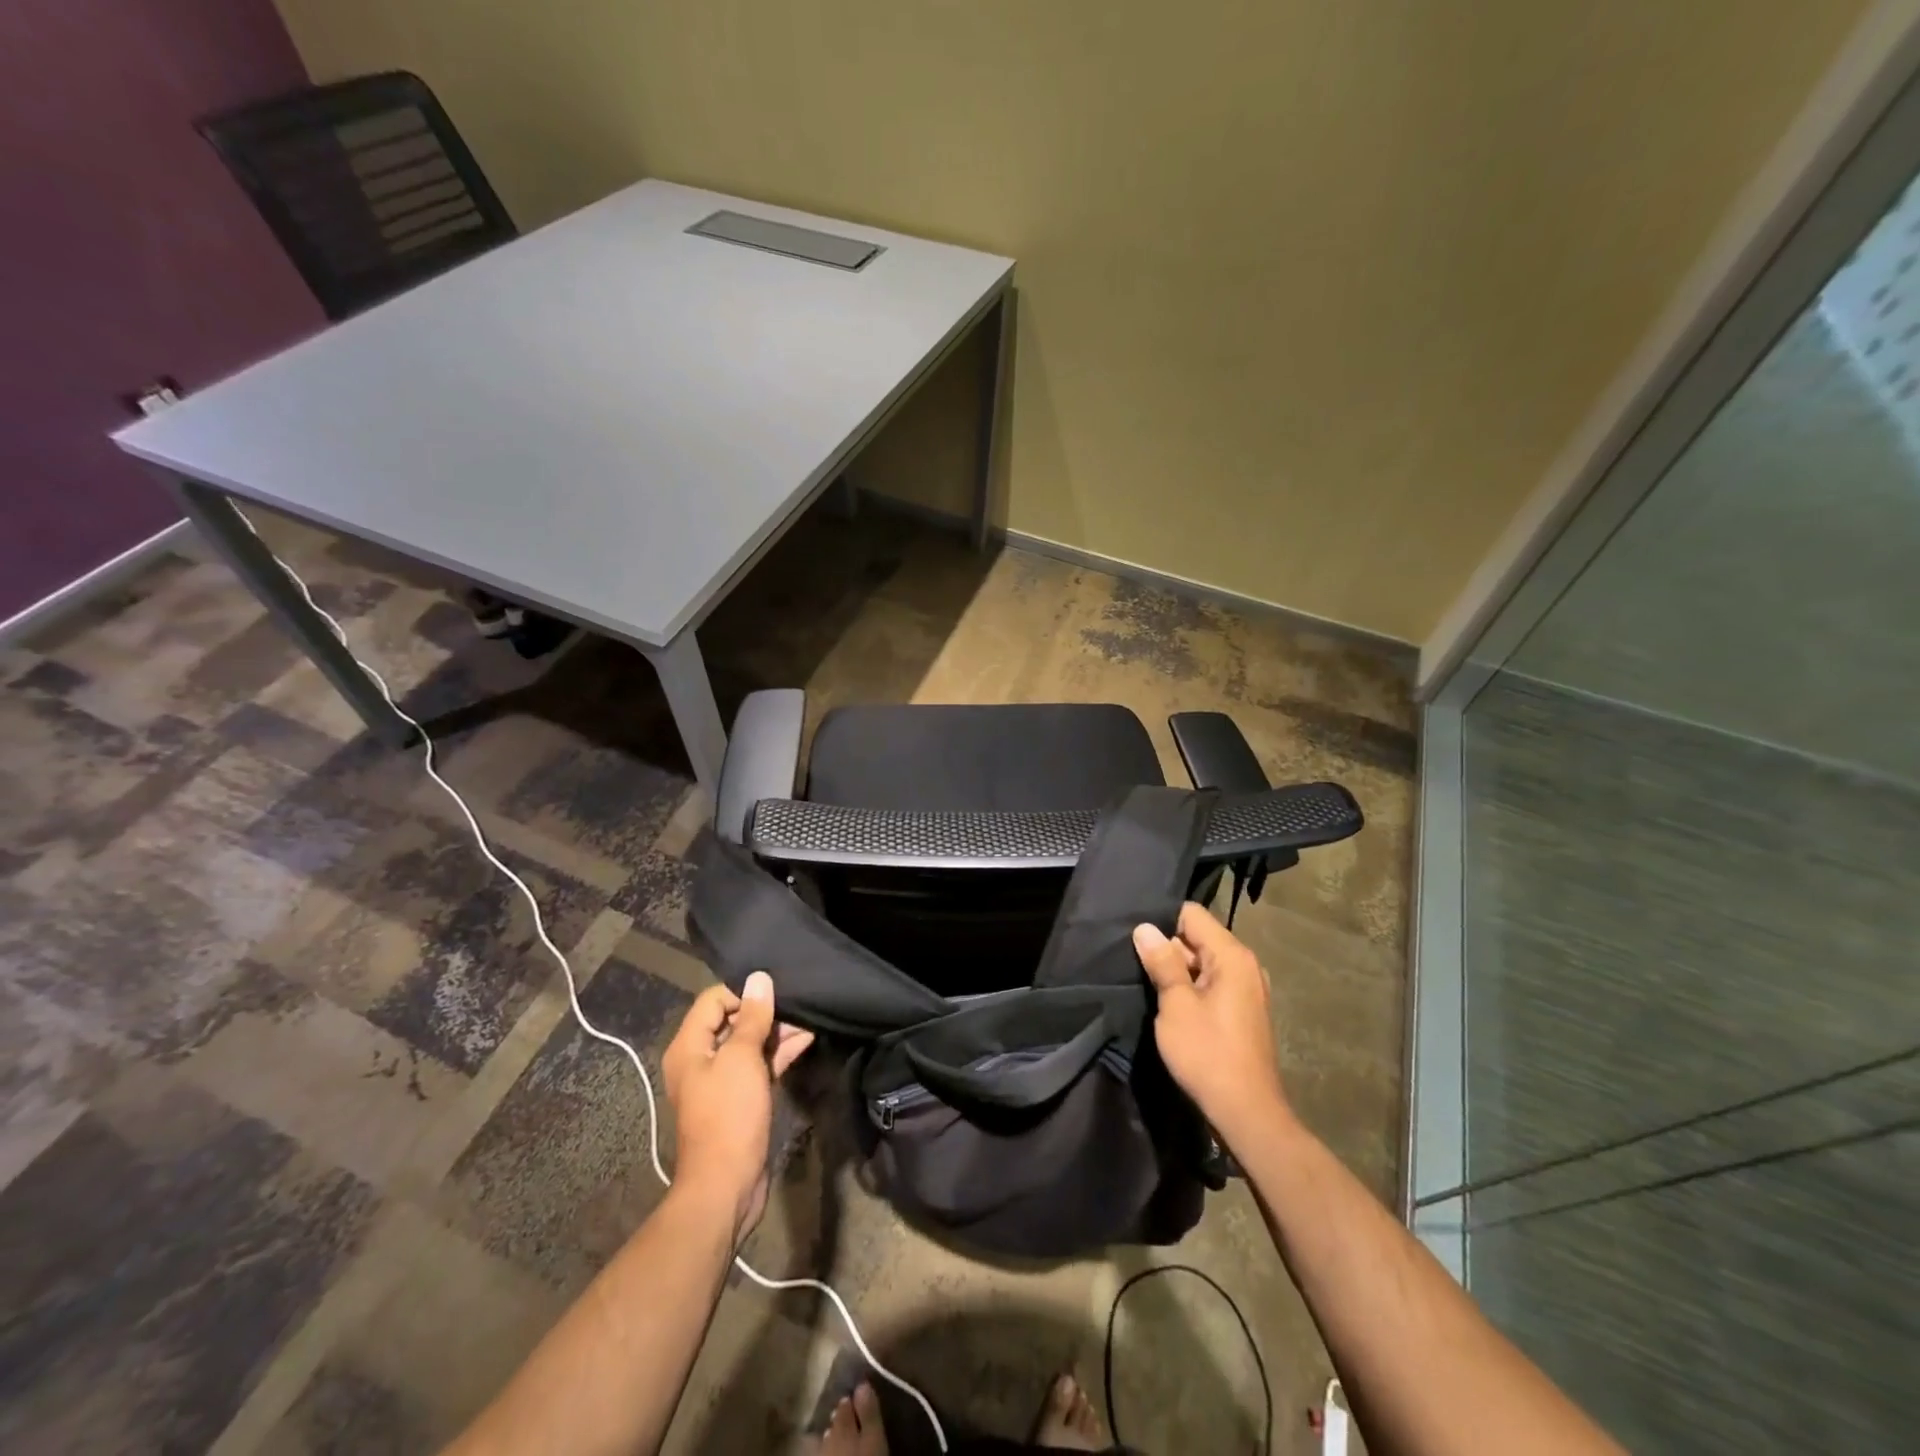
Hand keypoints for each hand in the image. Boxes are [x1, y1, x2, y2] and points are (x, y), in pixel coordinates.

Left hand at [661, 972, 814, 1240]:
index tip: (775, 993)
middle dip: (765, 1012)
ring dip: (776, 1032)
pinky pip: (758, 1065)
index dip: (743, 993)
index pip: (713, 999)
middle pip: (732, 1020)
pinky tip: (806, 1040)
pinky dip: (779, 1053)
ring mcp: (721, 1081)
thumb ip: (752, 1017)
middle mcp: (700, 1060)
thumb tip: (759, 978)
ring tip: (809, 1021)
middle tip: (798, 1006)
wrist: (726, 1185)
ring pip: (749, 1044)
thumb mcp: (742, 1058)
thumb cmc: (729, 1115)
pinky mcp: (740, 1099)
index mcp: (689, 1046)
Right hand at [1133, 902, 1291, 1148]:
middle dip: (1169, 948)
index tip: (1137, 940)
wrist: (1247, 1113)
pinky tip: (1172, 1005)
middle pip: (1198, 937)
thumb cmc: (1208, 1054)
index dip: (1162, 923)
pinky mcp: (1244, 1010)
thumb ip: (1162, 962)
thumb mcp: (1176, 1005)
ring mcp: (1248, 988)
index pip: (1191, 914)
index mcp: (1232, 955)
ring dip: (1179, 971)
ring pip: (1203, 962)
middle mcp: (1246, 964)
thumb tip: (1145, 928)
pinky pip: (1213, 983)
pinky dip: (1193, 988)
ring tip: (1150, 985)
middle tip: (1137, 965)